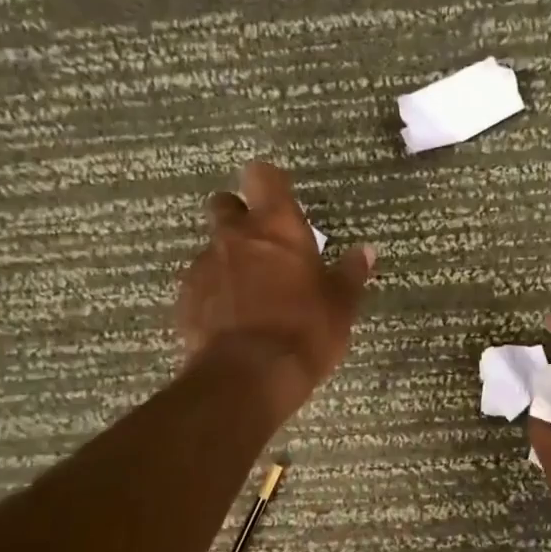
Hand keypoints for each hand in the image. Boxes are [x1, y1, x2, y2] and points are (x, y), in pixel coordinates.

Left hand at [175, 161, 375, 418]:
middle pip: (224, 204)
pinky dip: (214, 293)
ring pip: (212, 248)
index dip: (270, 183)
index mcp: (276, 226)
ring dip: (228, 260)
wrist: (248, 376)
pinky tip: (231, 320)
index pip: (262, 175)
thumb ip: (350, 273)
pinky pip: (200, 284)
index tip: (281, 199)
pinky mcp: (185, 299)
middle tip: (262, 245)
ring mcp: (204, 266)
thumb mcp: (341, 304)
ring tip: (249, 293)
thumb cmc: (305, 330)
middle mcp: (235, 236)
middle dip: (239, 217)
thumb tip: (365, 251)